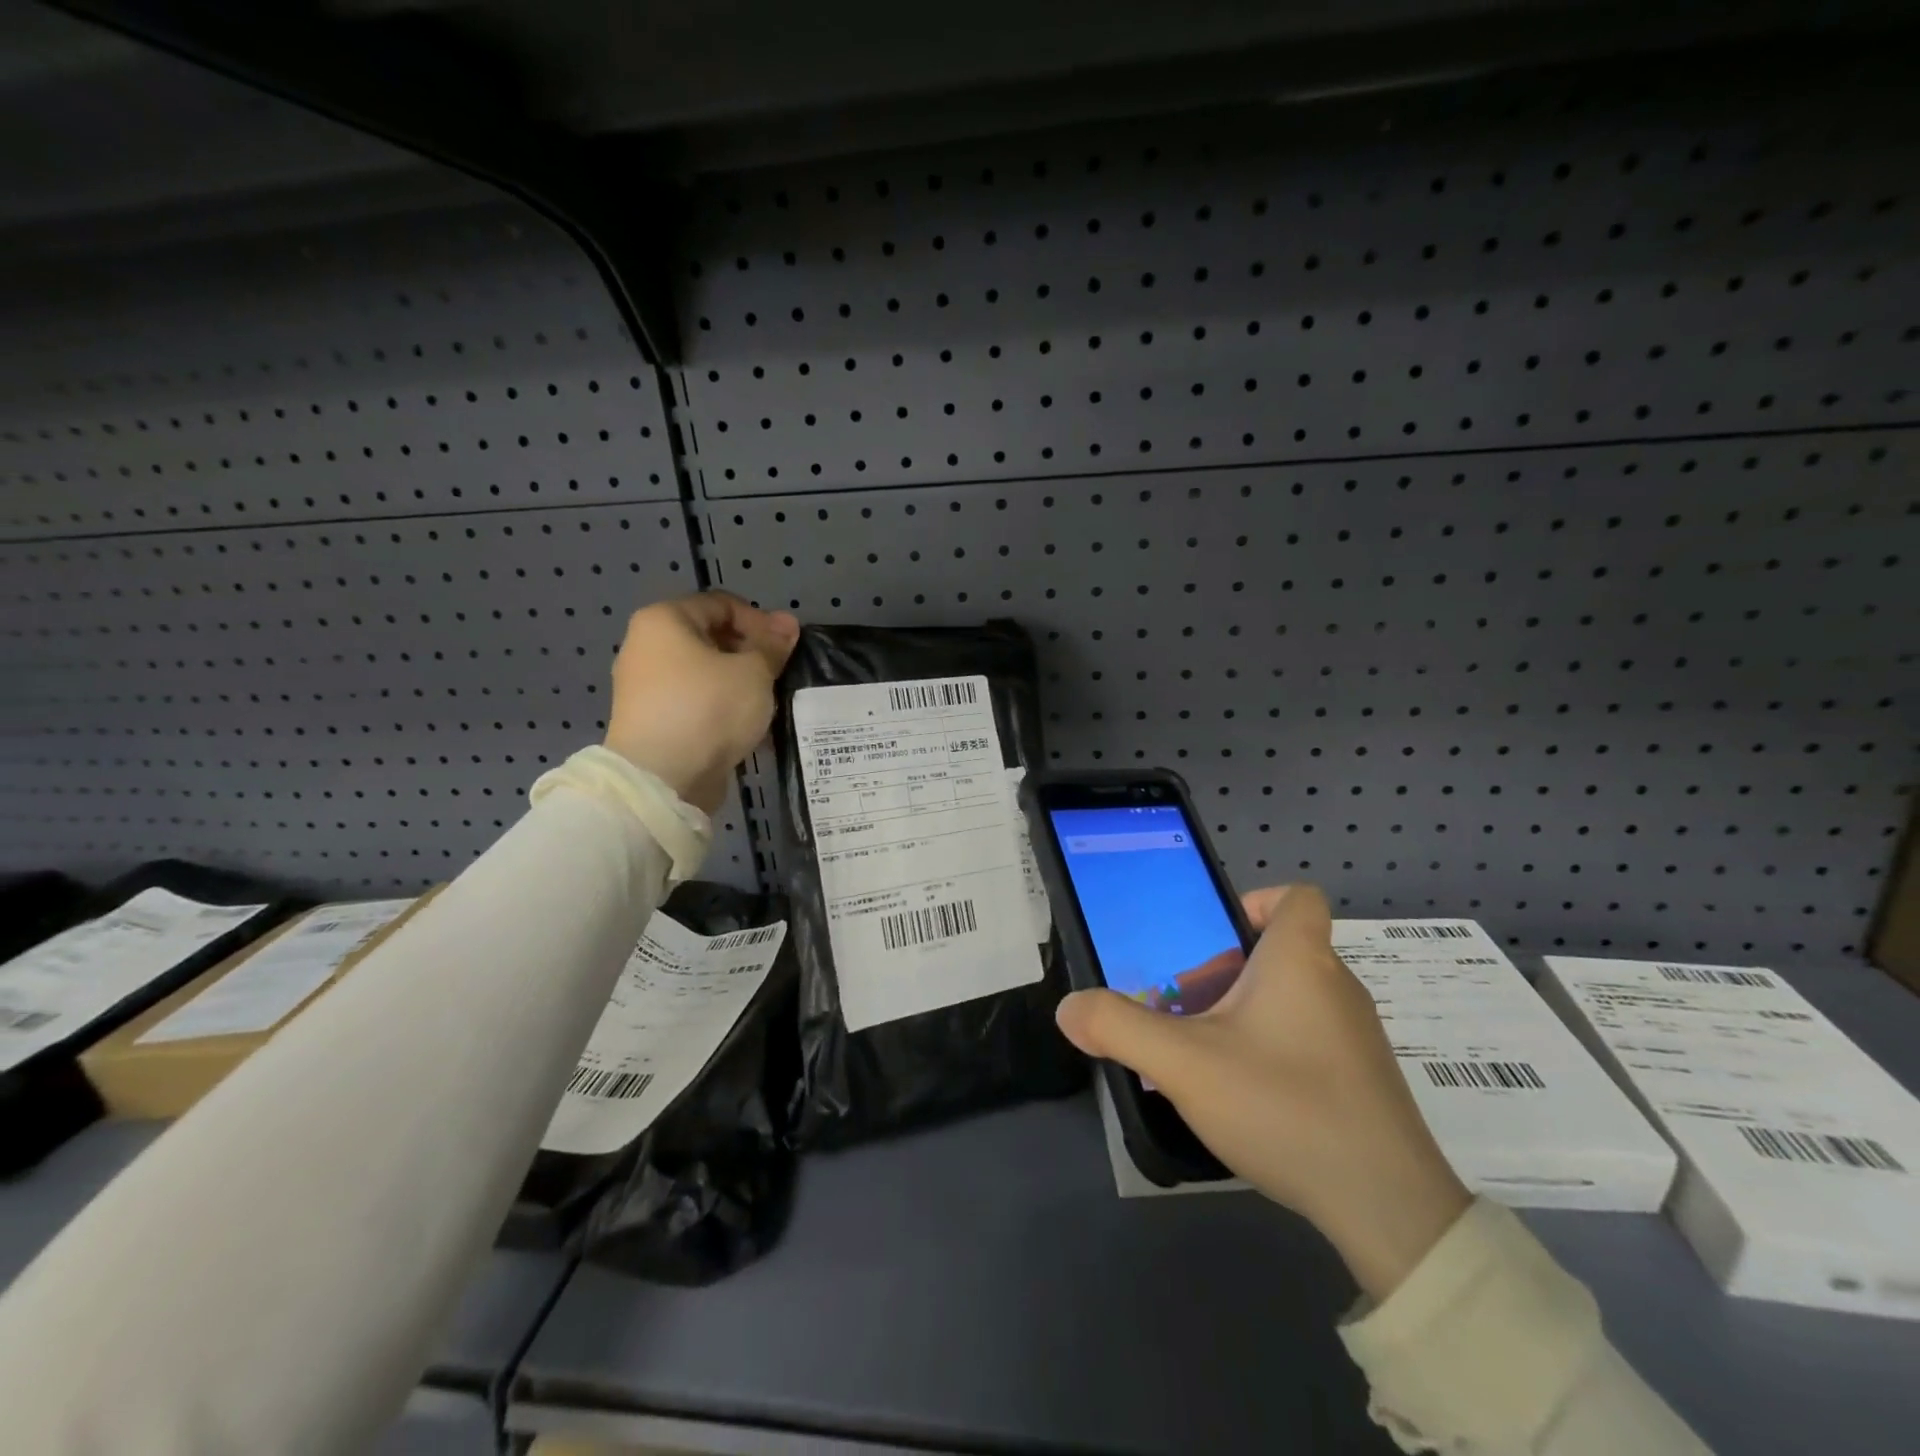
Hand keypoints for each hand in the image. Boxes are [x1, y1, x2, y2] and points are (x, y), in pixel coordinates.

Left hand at [604, 592, 798, 813]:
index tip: (785, 648)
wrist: (663, 778)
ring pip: (705, 674)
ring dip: (739, 683)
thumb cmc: (709, 708)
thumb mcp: (754, 672)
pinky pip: (695, 703)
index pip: (722, 604)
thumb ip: (772, 645)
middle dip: (750, 654)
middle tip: (779, 675)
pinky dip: (721, 708)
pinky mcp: (652, 722)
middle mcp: (646, 647)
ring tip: (767, 703)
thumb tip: (787, 624)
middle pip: (711, 638)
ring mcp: (645, 687)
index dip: (760, 621)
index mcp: (664, 620)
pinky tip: (746, 726)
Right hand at [1056, 885, 1470, 1300]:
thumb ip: (1118, 1027)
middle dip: (1224, 970)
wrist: (1389, 1209)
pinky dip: (1272, 1045)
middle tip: (1184, 1006)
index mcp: (1301, 960)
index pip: (1296, 897)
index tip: (1213, 939)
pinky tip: (1246, 1095)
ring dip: (1244, 1011)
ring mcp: (1356, 1035)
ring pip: (1291, 997)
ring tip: (1205, 1054)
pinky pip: (1309, 1036)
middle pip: (1278, 950)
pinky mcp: (1364, 1079)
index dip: (1254, 902)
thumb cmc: (1284, 1105)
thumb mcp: (1184, 1064)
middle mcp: (1337, 985)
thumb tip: (1069, 1008)